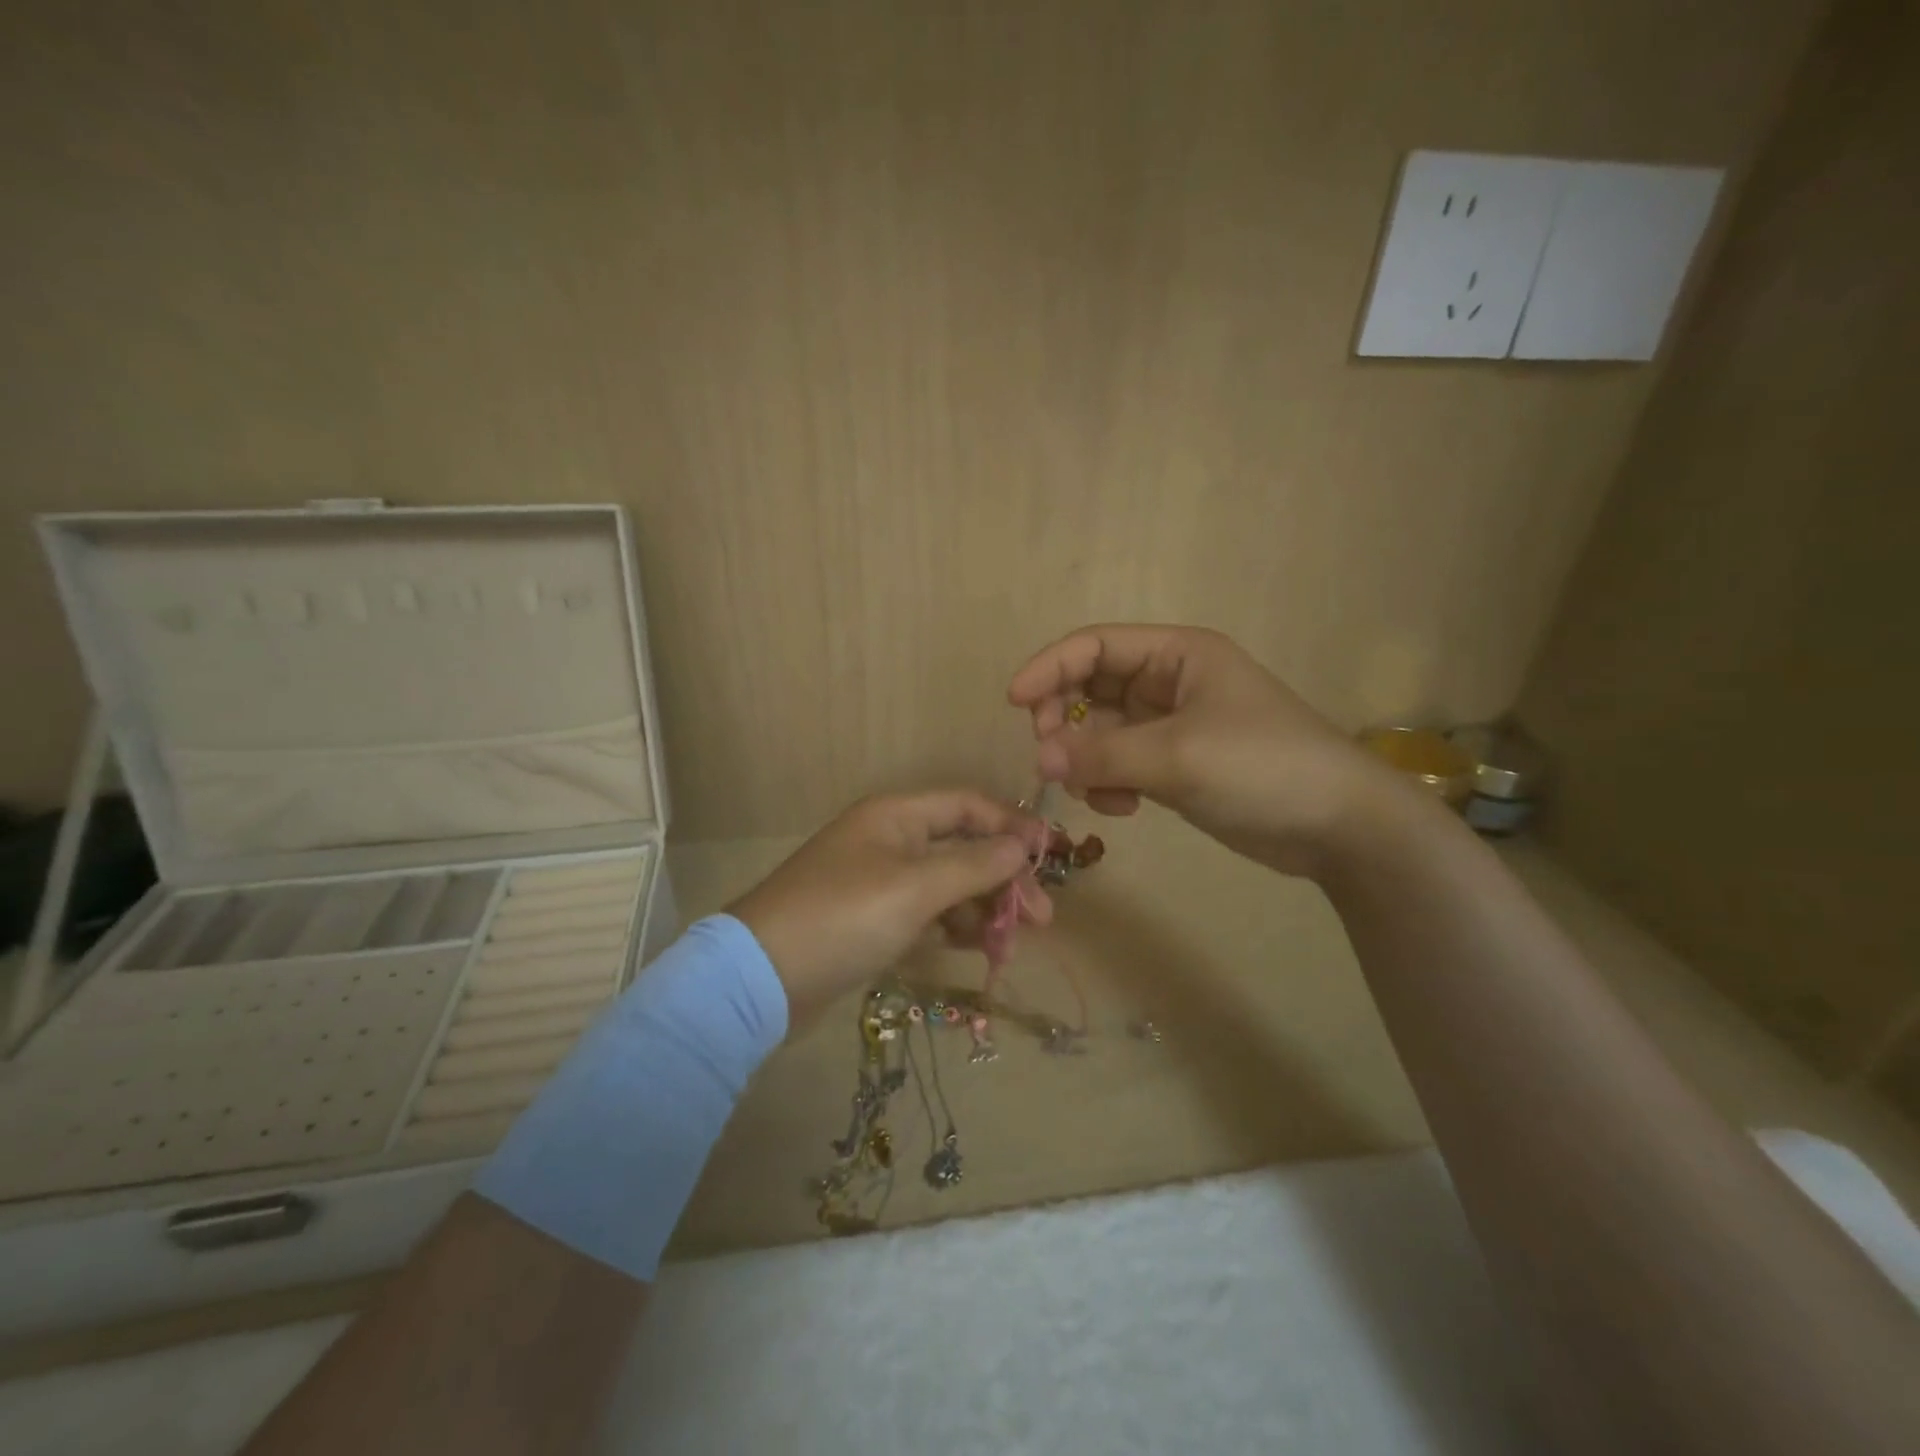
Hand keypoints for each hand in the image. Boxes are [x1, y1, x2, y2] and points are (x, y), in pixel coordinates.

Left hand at [729, 791, 1045, 1021]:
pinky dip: (953, 928)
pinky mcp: (872, 920)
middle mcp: (890, 840)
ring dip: (983, 909)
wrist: (762, 979)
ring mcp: (879, 881)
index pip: (968, 806)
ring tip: (1011, 943)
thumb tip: (1022, 845)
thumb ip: (974, 865)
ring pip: (947, 885)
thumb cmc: (844, 917)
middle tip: (1041, 919)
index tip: (1052, 856)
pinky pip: (926, 914)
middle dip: (1004, 880)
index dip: (1012, 826)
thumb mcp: (915, 888)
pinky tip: (977, 950)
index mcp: (897, 816)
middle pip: (963, 848)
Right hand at [1008, 624, 1391, 878]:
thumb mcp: (1178, 755)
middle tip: (1049, 756)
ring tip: (1095, 791)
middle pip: (1091, 687)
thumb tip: (1040, 760)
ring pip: (1102, 731)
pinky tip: (1122, 809)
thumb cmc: (1262, 767)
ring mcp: (1172, 726)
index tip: (1014, 703)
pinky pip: (1121, 764)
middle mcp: (1170, 682)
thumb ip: (1102, 755)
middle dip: (1064, 719)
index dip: (1050, 667)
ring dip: (1087, 759)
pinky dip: (1110, 783)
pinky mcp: (1175, 766)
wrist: (1338, 825)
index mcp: (1177, 654)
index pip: (1095, 645)